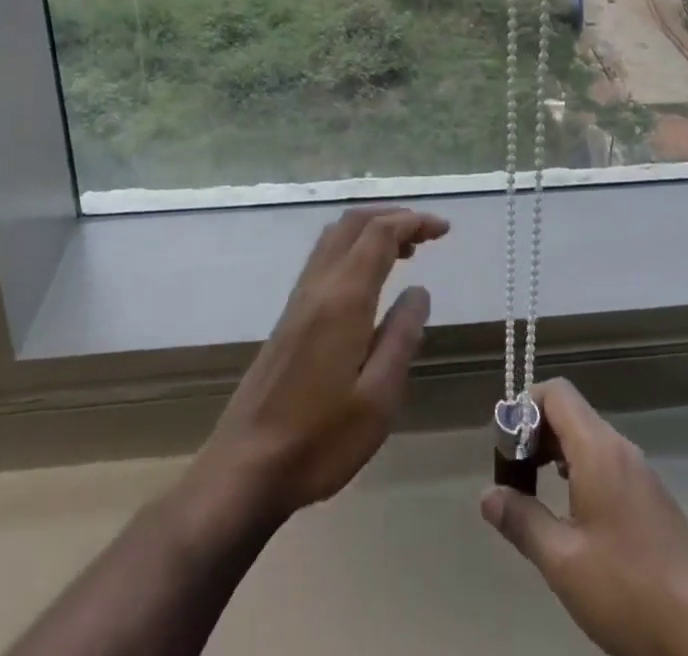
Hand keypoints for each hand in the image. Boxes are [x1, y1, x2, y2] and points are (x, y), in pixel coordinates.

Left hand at [197, 206, 448, 522]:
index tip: (444, 230)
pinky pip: (325, 257)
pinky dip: (353, 248)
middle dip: (393, 216)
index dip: (414, 222)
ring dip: (371, 229)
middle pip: (354, 223)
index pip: (380, 234)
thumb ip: (401, 336)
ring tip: (404, 251)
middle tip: (427, 234)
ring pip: (335, 237)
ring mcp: (298, 300)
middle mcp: (318, 286)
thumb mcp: (378, 398)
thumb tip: (419, 291)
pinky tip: (368, 280)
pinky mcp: (288, 317)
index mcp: (343, 298)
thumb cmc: (319, 440)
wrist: (243, 470)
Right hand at [481, 380, 687, 655]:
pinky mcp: (653, 499)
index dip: (523, 407)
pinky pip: (607, 463)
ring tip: (536, 496)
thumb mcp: (563, 562)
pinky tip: (574, 517)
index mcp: (598, 449)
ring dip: (557, 454)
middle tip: (514, 475)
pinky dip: (580, 472)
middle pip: (570, 412)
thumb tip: (487, 495)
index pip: (555, 392)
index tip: (505, 447)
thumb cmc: (629, 591)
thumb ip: (522, 521)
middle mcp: (621, 448)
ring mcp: (641, 473)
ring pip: (589, 439)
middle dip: (535, 434)